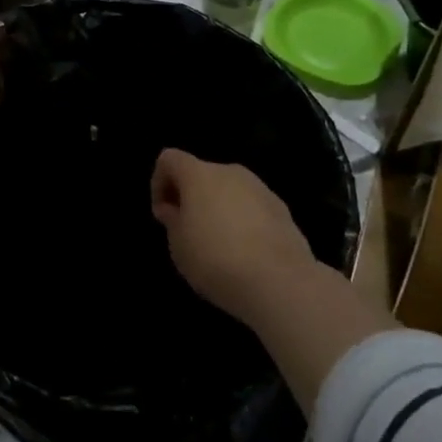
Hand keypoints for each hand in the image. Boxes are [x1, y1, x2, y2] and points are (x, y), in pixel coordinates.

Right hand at [150, 148, 316, 327]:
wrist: (280, 282)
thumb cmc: (216, 259)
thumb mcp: (179, 245)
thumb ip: (173, 221)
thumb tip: (176, 209)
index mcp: (199, 174)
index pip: (169, 159)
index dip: (159, 182)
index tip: (163, 215)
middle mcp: (231, 172)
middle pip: (202, 174)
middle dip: (191, 197)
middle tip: (187, 230)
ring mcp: (261, 189)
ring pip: (230, 191)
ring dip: (218, 208)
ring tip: (218, 244)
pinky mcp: (283, 210)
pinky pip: (252, 208)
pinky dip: (242, 221)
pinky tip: (245, 252)